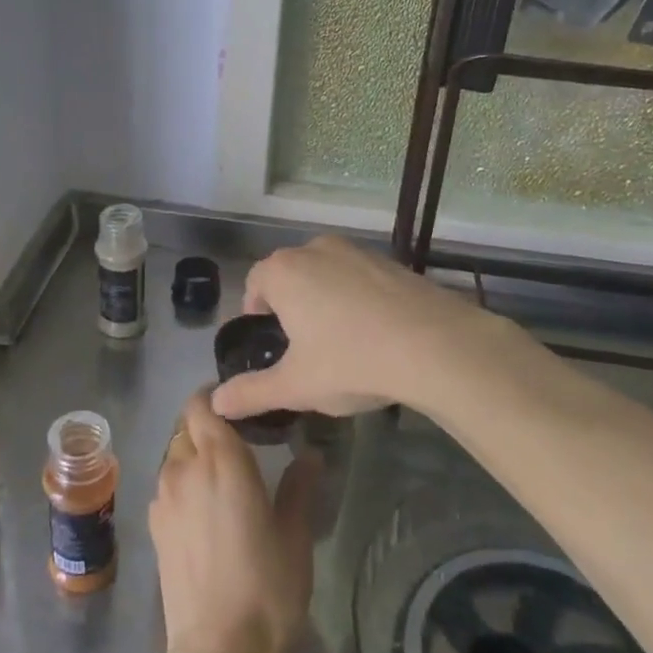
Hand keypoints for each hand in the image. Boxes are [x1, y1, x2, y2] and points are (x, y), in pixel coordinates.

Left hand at [149, 390, 318, 652]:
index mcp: (220, 460)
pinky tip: (205, 512)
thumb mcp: (295, 535)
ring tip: (223, 481)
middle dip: (209, 429)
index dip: (215, 398)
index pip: (202, 404)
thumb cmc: (267, 588)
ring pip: (175, 457)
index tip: (239, 406)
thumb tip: (310, 455)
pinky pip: (167, 486)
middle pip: (187, 428)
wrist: (218, 652)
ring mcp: (163, 497)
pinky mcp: (154, 526)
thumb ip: (299, 487)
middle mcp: (183, 468)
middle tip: (240, 446)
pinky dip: (183, 484)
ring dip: (194, 457)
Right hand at [211, 235, 508, 422]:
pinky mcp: (391, 261)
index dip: (255, 313)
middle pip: (290, 275)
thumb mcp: (295, 386)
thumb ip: (251, 393)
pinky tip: (375, 333)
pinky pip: (359, 278)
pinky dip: (357, 298)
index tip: (270, 344)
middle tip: (303, 348)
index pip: (254, 284)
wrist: (436, 346)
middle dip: (290, 306)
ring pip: (326, 274)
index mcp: (283, 271)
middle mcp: (315, 249)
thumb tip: (217, 403)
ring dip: (324, 299)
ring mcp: (356, 251)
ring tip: (340, 342)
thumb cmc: (351, 361)